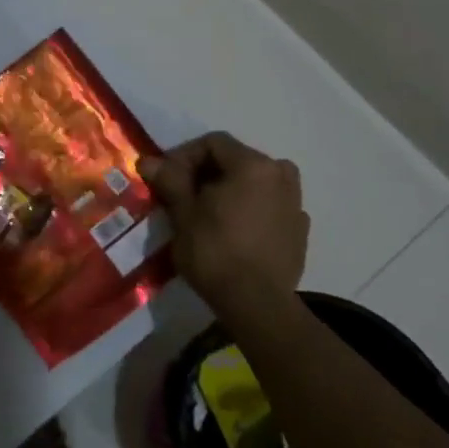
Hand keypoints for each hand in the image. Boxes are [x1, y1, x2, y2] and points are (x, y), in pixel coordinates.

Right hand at [140, 133, 309, 322]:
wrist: (257, 305)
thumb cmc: (215, 251)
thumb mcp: (183, 213)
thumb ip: (169, 180)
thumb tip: (148, 161)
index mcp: (254, 165)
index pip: (213, 143)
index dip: (184, 155)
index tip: (167, 178)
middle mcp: (281, 175)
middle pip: (236, 160)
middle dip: (206, 173)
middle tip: (183, 195)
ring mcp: (296, 203)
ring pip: (256, 183)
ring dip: (230, 189)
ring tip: (208, 212)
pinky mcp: (300, 230)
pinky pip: (270, 206)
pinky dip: (250, 209)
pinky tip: (233, 231)